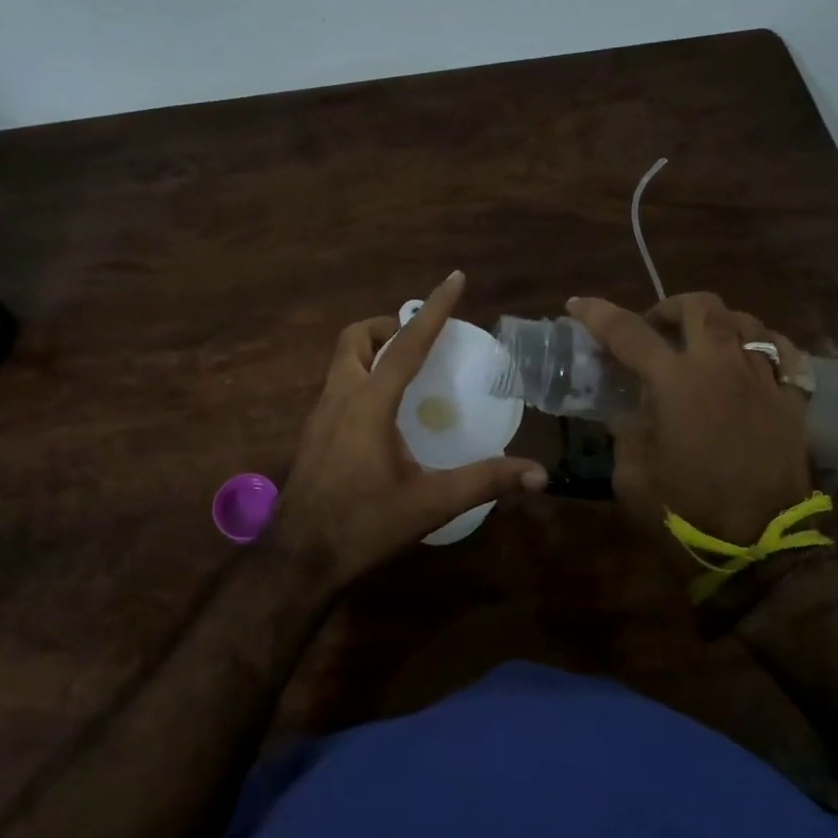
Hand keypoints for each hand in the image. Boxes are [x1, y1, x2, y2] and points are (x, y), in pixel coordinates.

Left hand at [272, 271, 548, 587]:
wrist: (300, 558)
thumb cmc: (363, 525)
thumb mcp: (429, 503)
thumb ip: (484, 482)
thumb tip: (538, 474)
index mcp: (368, 404)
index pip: (405, 344)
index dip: (433, 309)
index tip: (454, 279)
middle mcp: (340, 397)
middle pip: (355, 339)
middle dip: (387, 327)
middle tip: (419, 341)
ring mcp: (319, 415)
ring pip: (341, 361)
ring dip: (371, 351)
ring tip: (406, 372)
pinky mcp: (313, 434)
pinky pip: (337, 387)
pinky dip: (361, 378)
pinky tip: (383, 414)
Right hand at [567, 292, 810, 546]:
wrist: (757, 550)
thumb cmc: (684, 512)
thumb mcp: (632, 474)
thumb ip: (626, 431)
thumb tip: (631, 411)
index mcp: (675, 383)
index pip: (628, 332)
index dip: (598, 314)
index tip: (578, 304)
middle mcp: (722, 368)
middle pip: (700, 307)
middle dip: (670, 308)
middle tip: (654, 329)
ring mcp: (764, 380)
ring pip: (746, 322)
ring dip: (716, 324)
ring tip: (702, 344)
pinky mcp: (793, 401)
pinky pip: (784, 353)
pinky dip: (762, 346)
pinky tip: (750, 360)